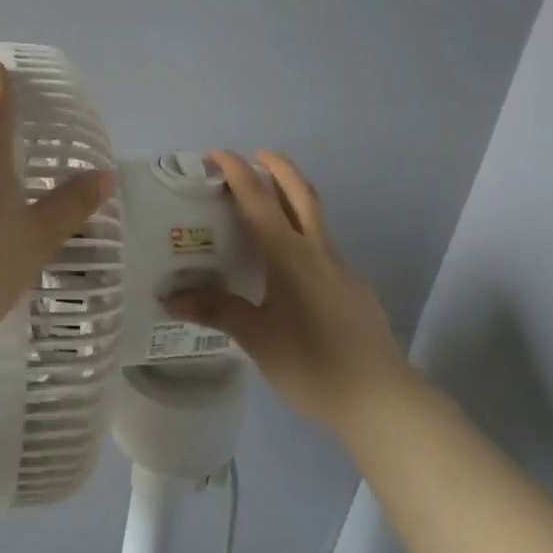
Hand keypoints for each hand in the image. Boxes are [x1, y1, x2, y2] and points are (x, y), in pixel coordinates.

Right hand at [171, 150, 414, 434]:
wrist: (381, 399)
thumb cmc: (312, 364)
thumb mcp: (256, 338)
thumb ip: (217, 311)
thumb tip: (171, 298)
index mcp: (289, 255)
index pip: (258, 199)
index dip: (236, 171)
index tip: (216, 153)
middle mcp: (317, 250)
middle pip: (300, 192)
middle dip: (278, 166)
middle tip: (256, 154)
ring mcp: (340, 268)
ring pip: (315, 217)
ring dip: (292, 197)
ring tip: (266, 205)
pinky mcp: (353, 288)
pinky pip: (322, 246)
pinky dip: (301, 234)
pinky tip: (288, 266)